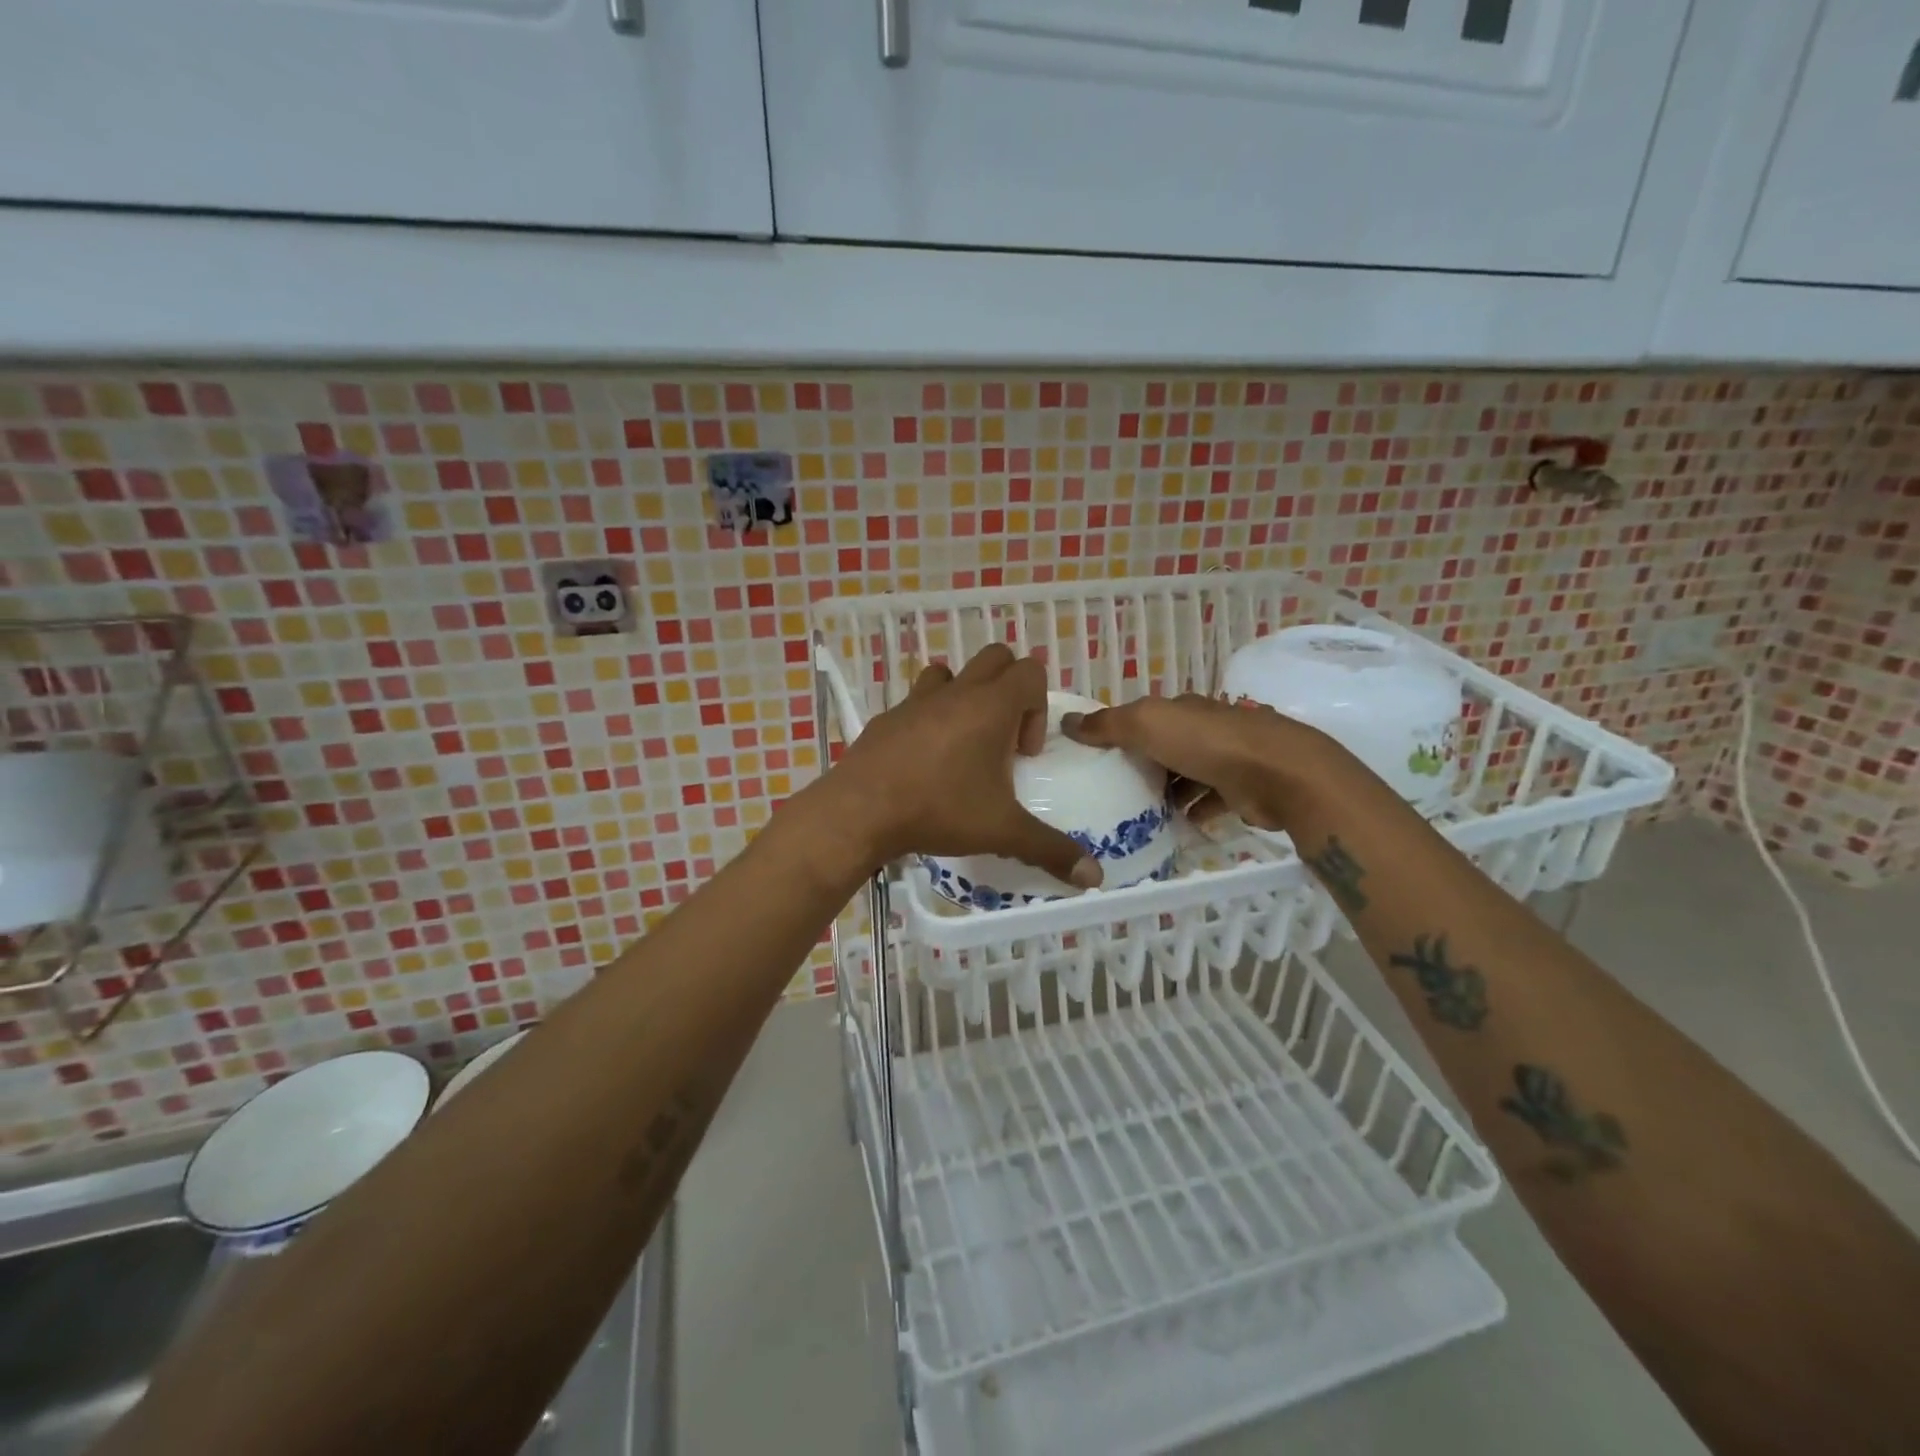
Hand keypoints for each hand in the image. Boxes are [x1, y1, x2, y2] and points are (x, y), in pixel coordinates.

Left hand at [823, 645, 1101, 888]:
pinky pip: (916, 702)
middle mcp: (956, 693)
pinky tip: (923, 763)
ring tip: (963, 744)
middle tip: (1001, 741)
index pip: (1031, 671)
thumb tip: (1095, 877)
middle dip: (1009, 691)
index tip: (1022, 753)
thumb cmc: (939, 809)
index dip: (1038, 708)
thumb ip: (1050, 849)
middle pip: (995, 659)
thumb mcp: (1001, 831)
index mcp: (990, 706)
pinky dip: (929, 719)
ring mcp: (916, 701)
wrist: (860, 811)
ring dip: (965, 697)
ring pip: (950, 673)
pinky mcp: (886, 718)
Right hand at [1061, 693, 1340, 832]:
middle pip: (1165, 746)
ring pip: (1187, 774)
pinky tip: (1175, 825)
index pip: (1144, 716)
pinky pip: (1209, 801)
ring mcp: (1226, 759)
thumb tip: (1066, 721)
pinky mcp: (1241, 790)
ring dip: (1167, 791)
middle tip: (1110, 791)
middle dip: (1141, 764)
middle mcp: (1204, 729)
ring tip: (1137, 813)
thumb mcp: (1146, 725)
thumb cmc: (1206, 743)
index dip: (1118, 731)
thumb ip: (1107, 725)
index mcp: (1181, 708)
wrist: (1277, 774)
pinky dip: (1193, 812)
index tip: (1093, 755)